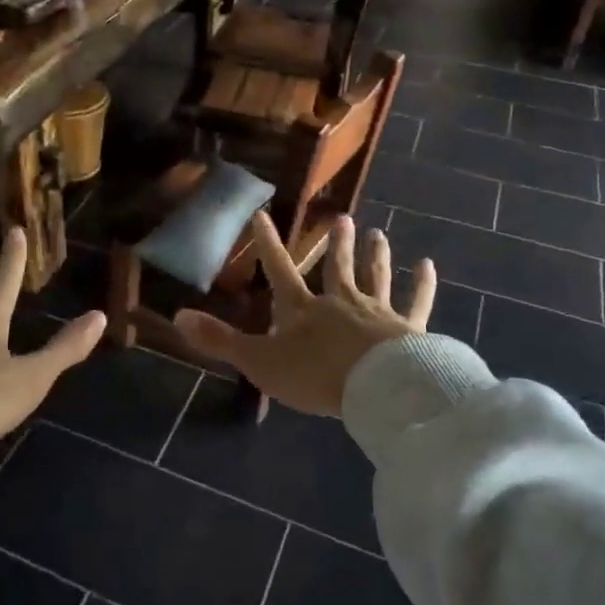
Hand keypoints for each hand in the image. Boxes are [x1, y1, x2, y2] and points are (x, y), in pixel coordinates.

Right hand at [174, 213, 434, 417]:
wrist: (377, 390)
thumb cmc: (315, 375)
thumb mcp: (259, 361)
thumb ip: (220, 341)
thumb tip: (177, 317)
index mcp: (303, 309)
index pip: (280, 270)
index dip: (268, 244)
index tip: (264, 214)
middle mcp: (340, 301)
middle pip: (337, 267)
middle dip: (337, 244)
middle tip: (343, 218)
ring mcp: (377, 312)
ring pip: (375, 277)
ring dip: (375, 255)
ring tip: (378, 232)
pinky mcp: (409, 329)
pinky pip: (416, 302)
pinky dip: (422, 284)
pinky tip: (427, 266)